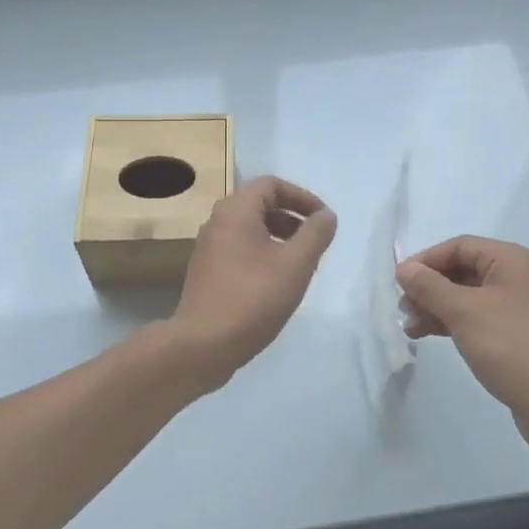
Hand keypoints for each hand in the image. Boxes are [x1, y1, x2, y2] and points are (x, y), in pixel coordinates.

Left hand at [170, 176, 336, 385]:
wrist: (203, 345)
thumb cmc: (253, 298)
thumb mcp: (296, 264)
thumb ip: (316, 234)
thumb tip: (326, 216)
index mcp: (236, 210)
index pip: (272, 184)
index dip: (302, 197)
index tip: (323, 221)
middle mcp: (217, 222)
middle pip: (260, 204)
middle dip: (292, 218)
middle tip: (315, 242)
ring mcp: (208, 248)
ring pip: (250, 229)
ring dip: (279, 237)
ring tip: (301, 264)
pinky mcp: (207, 272)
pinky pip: (240, 249)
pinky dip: (263, 254)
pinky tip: (277, 283)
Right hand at [397, 236, 528, 456]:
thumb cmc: (512, 347)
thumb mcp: (464, 312)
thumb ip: (430, 287)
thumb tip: (404, 268)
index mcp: (512, 261)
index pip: (460, 246)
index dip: (426, 260)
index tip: (399, 282)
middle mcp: (519, 278)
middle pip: (463, 270)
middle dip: (430, 287)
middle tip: (403, 309)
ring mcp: (520, 308)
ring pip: (468, 297)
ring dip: (437, 307)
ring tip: (411, 328)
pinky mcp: (518, 336)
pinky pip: (479, 318)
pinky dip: (454, 323)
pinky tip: (431, 336)